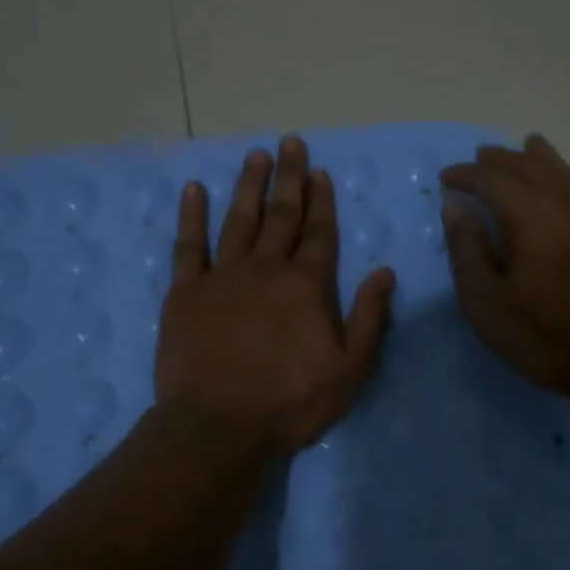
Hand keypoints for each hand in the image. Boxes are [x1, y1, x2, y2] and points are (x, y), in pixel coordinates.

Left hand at [156, 135, 396, 457]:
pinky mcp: (185, 293)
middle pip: (281, 215)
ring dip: (248, 185)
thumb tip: (384, 271)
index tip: (320, 172)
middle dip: (289, 178)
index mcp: (307, 286)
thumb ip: (370, 317)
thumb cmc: (290, 402)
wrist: (218, 426)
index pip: (319, 233)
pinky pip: (188, 245)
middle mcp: (266, 269)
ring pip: (238, 220)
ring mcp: (222, 277)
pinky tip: (193, 190)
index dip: (322, 201)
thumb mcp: (350, 369)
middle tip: (290, 142)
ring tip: (256, 155)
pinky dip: (191, 215)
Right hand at [440, 134, 569, 407]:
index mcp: (533, 218)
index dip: (466, 175)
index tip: (446, 177)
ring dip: (534, 158)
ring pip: (562, 171)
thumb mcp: (489, 304)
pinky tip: (558, 180)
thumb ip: (468, 251)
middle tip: (477, 159)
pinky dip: (562, 173)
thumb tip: (455, 207)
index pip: (493, 180)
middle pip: (529, 167)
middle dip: (499, 160)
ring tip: (519, 148)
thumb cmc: (547, 338)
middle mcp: (567, 204)